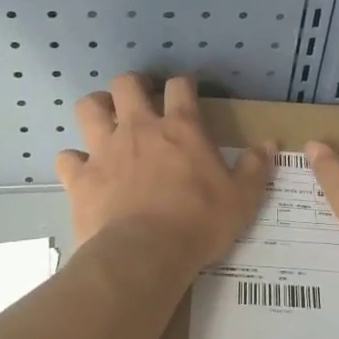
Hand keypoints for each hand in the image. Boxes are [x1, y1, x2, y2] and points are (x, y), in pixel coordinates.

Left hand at [56, 74, 275, 271]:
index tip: (186, 91)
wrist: (145, 254)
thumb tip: (270, 144)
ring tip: (105, 120)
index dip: (183, 84)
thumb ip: (256, 168)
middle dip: (132, 85)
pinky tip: (83, 170)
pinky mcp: (81, 178)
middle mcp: (139, 129)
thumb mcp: (242, 198)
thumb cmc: (198, 223)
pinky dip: (74, 161)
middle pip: (126, 84)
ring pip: (89, 108)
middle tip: (140, 100)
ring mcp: (105, 150)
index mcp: (180, 129)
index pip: (180, 87)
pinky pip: (68, 158)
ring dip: (97, 108)